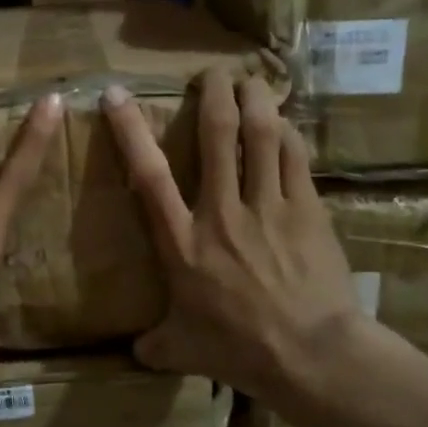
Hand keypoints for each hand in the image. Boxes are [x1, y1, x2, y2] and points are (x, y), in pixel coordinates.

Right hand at [102, 67, 361, 404]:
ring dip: (255, 100)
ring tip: (251, 81)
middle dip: (213, 94)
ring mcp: (268, 207)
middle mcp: (222, 212)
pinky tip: (285, 123)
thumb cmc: (240, 350)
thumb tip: (137, 352)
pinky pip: (294, 157)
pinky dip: (287, 133)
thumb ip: (155, 345)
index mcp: (183, 243)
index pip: (149, 177)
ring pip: (261, 135)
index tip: (117, 96)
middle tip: (213, 72)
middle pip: (216, 136)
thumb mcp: (183, 351)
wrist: (311, 353)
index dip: (130, 131)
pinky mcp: (307, 210)